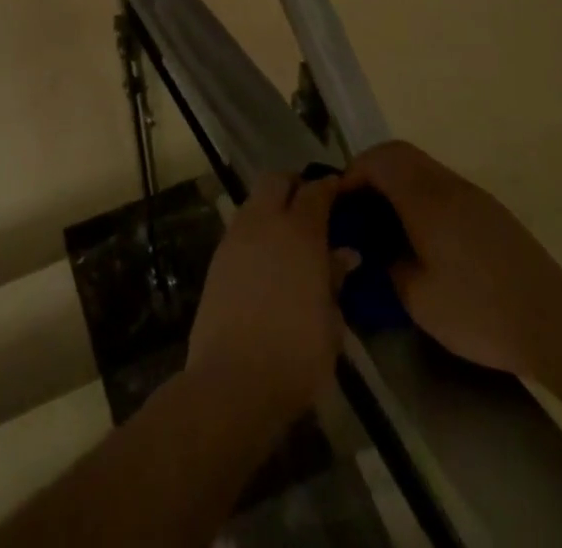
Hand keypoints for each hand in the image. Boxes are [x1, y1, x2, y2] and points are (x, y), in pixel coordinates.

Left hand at [188, 172, 346, 426]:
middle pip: (276, 180)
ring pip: (254, 200)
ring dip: (272, 205)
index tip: (340, 191)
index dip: (329, 187)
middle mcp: (265, 222)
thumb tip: (344, 254)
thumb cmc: (296, 355)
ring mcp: (236, 237)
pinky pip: (241, 226)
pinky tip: (267, 256)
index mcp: (300, 232)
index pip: (316, 191)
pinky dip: (256, 228)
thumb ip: (335, 280)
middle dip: (294, 184)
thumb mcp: (331, 323)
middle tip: (311, 206)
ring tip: (289, 233)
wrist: (232, 381)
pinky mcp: (217, 257)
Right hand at [342, 141, 561, 377]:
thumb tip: (375, 248)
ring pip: (422, 166)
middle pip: (399, 152)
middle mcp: (447, 185)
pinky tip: (421, 234)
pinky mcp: (489, 210)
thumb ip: (387, 265)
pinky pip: (441, 184)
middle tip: (357, 207)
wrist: (555, 323)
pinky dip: (419, 194)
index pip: (379, 160)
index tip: (340, 204)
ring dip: (397, 181)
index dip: (353, 174)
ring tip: (385, 222)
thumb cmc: (479, 311)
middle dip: (371, 170)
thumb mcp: (418, 299)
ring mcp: (472, 194)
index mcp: (425, 199)